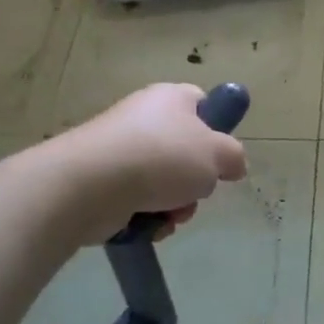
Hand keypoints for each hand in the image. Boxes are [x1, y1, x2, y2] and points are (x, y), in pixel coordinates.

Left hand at [68, 83, 248, 227]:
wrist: (90, 185)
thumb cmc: (162, 158)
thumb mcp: (218, 154)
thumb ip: (234, 157)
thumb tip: (231, 165)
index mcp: (172, 98)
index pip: (202, 104)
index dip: (215, 130)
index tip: (219, 157)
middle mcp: (144, 118)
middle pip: (184, 151)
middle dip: (195, 181)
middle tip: (195, 193)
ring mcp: (119, 150)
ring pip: (164, 182)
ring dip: (174, 205)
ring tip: (169, 215)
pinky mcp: (101, 181)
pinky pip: (138, 200)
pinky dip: (148, 217)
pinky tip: (148, 225)